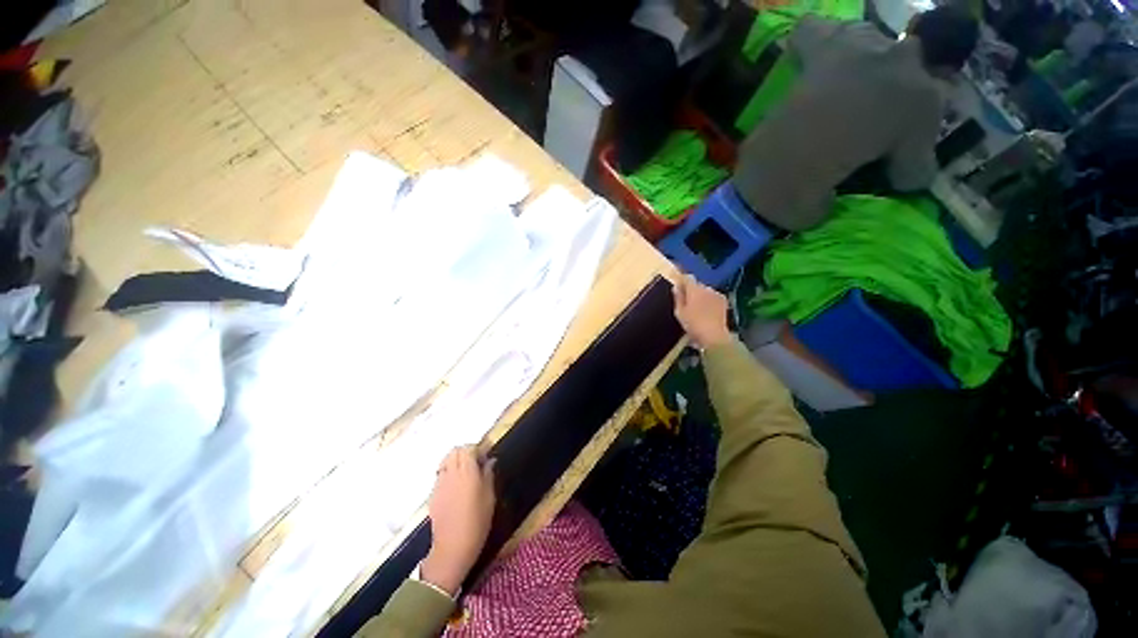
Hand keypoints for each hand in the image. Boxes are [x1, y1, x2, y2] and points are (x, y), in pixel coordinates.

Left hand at [421, 446, 496, 595]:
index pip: (468, 449)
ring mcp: (439, 484)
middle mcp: (451, 474)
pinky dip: (448, 473)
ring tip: (465, 473)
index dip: (478, 449)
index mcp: (467, 472)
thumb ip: (489, 475)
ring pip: (445, 461)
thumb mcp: (490, 498)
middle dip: (465, 452)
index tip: (485, 457)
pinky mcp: (433, 494)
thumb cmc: (477, 522)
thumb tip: (490, 461)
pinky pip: (440, 475)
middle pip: (454, 451)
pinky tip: (456, 487)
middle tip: (476, 462)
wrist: (452, 548)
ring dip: (455, 461)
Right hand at [672, 274, 732, 349]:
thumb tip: (676, 287)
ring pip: (705, 290)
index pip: (687, 278)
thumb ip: (678, 298)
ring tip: (697, 307)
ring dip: (701, 295)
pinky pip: (713, 296)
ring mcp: (717, 294)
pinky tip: (706, 310)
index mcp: (694, 290)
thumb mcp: (680, 312)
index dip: (681, 280)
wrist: (714, 335)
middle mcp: (707, 288)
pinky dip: (709, 299)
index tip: (677, 286)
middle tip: (686, 300)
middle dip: (691, 289)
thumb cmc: (693, 324)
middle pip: (697, 284)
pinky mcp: (724, 301)